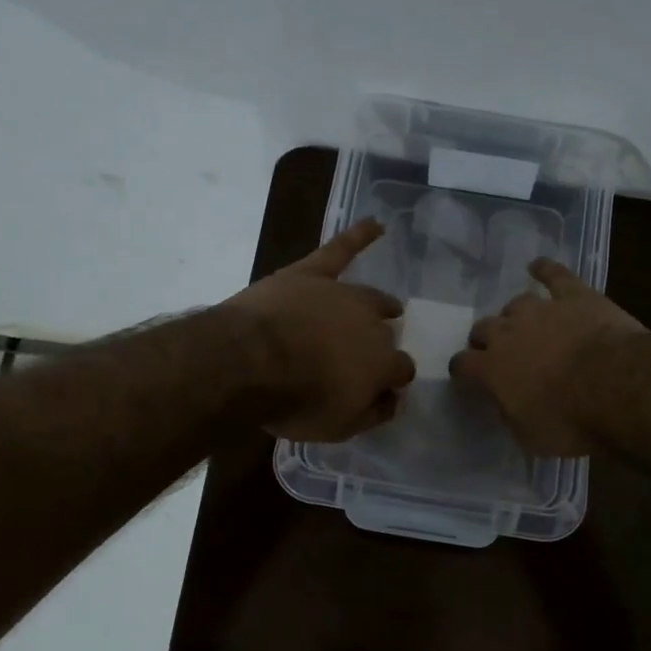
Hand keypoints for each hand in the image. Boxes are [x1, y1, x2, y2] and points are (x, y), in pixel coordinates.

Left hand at [224, 219, 415, 441]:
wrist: (249, 362)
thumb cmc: (295, 401)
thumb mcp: (339, 426)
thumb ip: (372, 413)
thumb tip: (393, 400)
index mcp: (382, 362)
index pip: (401, 369)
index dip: (393, 379)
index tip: (383, 388)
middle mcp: (371, 324)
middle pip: (385, 334)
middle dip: (381, 344)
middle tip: (366, 355)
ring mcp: (342, 294)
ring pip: (370, 297)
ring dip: (382, 304)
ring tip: (389, 307)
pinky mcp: (311, 274)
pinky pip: (339, 249)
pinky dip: (359, 236)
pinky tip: (376, 224)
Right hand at [449, 259, 644, 455]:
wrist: (615, 385)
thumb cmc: (570, 421)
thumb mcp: (531, 437)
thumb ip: (512, 415)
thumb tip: (507, 405)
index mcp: (491, 369)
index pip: (463, 364)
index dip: (463, 369)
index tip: (466, 374)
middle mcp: (508, 333)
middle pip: (484, 327)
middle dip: (486, 338)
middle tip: (499, 350)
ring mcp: (540, 309)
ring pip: (516, 303)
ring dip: (516, 314)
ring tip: (524, 322)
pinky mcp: (574, 295)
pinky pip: (554, 275)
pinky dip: (545, 269)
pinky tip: (538, 266)